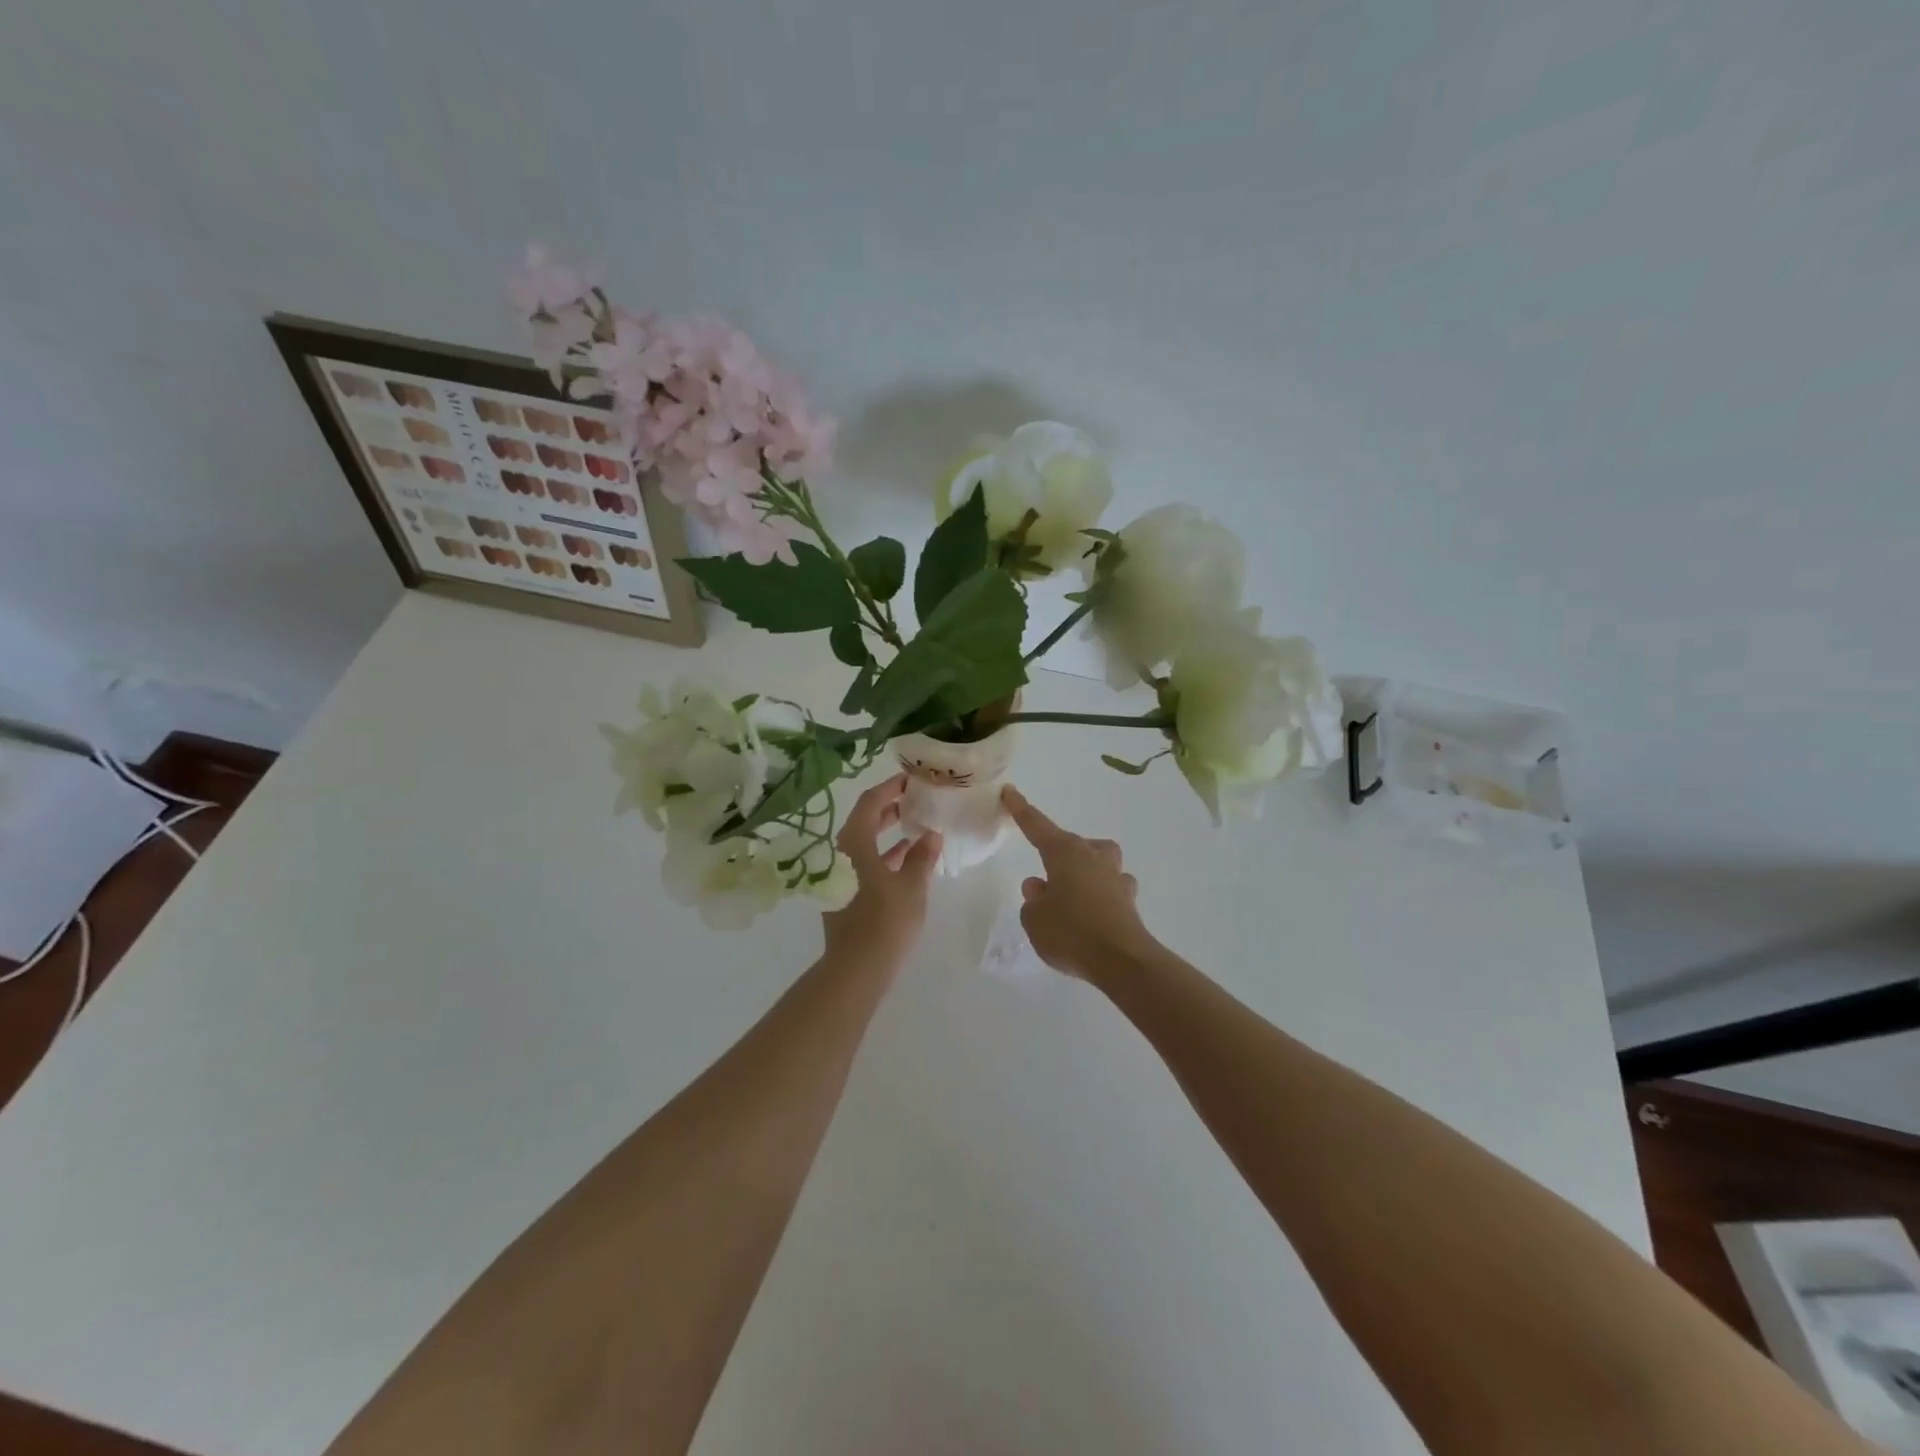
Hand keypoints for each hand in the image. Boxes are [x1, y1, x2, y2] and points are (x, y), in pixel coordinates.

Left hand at [821, 774, 942, 974]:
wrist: (856, 970)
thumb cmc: (885, 922)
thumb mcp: (911, 886)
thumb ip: (921, 857)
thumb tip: (931, 835)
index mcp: (854, 843)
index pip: (870, 802)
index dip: (890, 788)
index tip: (911, 779)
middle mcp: (841, 853)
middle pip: (864, 820)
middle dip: (889, 807)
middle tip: (915, 798)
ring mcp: (840, 874)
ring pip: (864, 842)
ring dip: (887, 831)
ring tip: (915, 822)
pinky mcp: (845, 892)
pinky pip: (865, 861)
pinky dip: (884, 854)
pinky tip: (906, 856)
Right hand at [1001, 785, 1155, 980]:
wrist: (1122, 961)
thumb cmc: (1071, 933)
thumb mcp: (1035, 920)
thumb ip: (1033, 902)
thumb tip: (1042, 889)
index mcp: (1065, 854)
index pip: (1037, 826)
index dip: (1021, 810)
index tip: (1010, 792)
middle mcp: (1093, 858)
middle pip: (1073, 844)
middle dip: (1058, 853)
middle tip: (1044, 880)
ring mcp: (1115, 878)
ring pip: (1099, 861)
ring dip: (1085, 870)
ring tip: (1070, 894)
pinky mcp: (1129, 901)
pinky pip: (1111, 888)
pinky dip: (1100, 895)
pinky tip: (1092, 913)